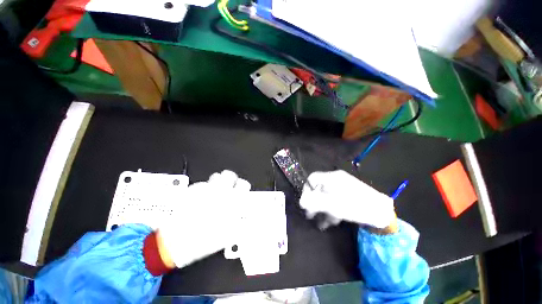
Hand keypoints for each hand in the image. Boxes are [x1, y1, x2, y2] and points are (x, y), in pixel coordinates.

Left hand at [159, 170, 250, 268]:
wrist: (178, 241)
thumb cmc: (205, 239)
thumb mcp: (229, 233)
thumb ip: (239, 219)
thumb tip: (243, 212)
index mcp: (231, 201)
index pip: (243, 185)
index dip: (243, 186)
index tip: (240, 189)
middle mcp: (220, 192)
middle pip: (229, 175)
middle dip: (230, 179)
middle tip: (228, 186)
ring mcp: (205, 189)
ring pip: (216, 176)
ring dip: (217, 181)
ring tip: (215, 190)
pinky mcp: (193, 190)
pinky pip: (202, 184)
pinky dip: (203, 188)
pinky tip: (201, 197)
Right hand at [300, 170, 394, 228]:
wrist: (382, 213)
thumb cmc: (355, 206)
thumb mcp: (333, 205)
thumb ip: (315, 202)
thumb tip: (301, 202)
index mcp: (332, 177)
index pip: (313, 179)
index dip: (306, 190)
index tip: (306, 203)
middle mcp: (336, 180)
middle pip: (319, 188)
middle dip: (314, 202)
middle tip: (310, 215)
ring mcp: (342, 188)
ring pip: (327, 196)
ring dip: (322, 209)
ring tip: (321, 223)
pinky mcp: (348, 196)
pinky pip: (335, 200)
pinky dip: (331, 210)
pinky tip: (330, 221)